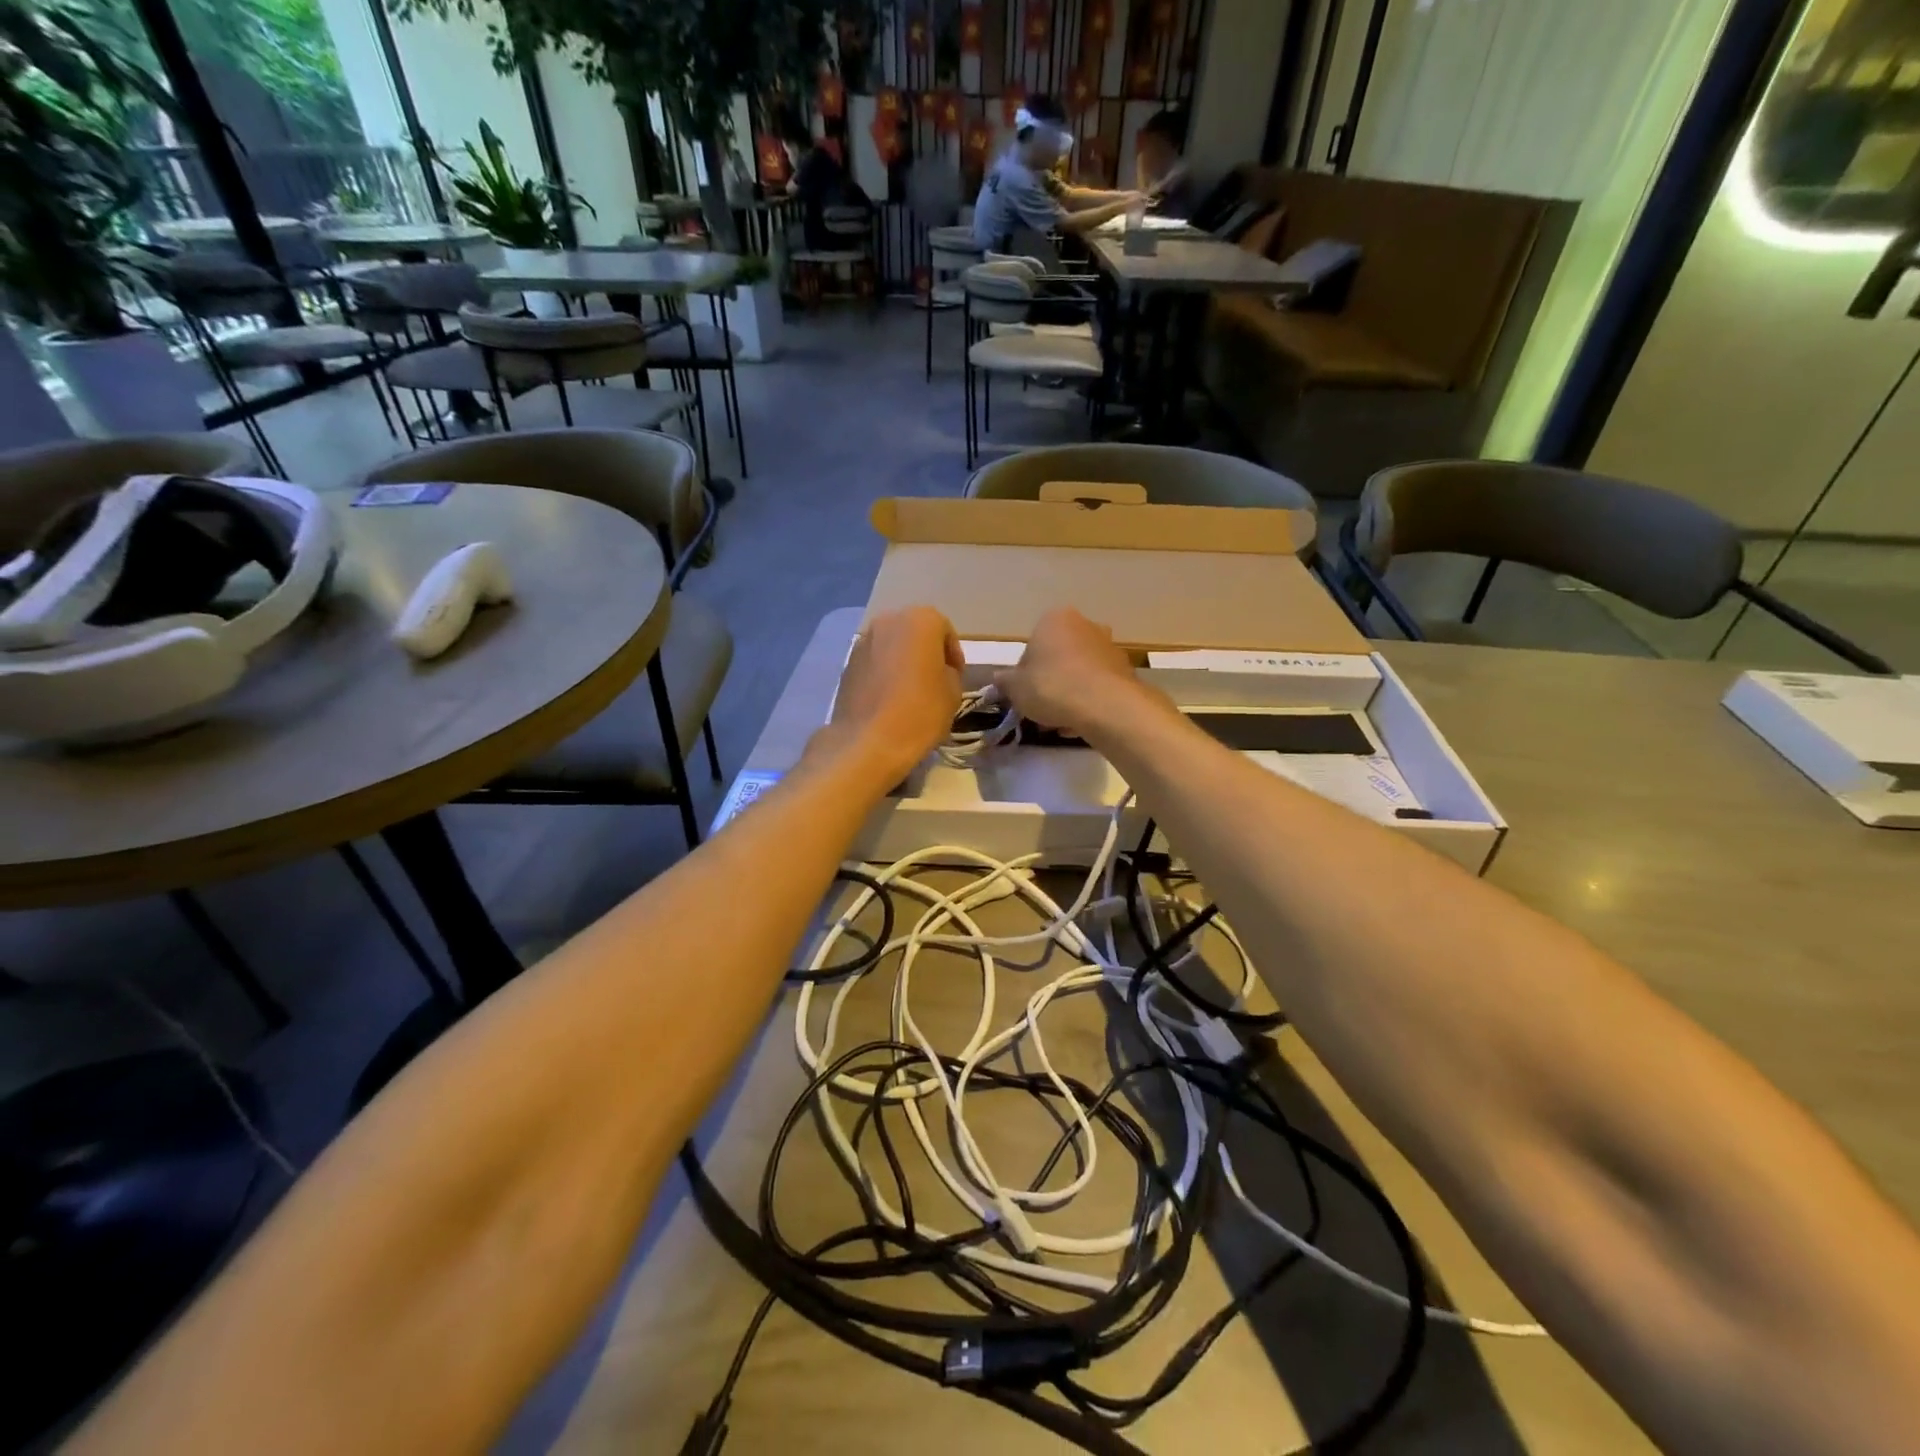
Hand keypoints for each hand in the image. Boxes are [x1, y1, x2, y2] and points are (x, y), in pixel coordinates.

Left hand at [825, 607, 963, 785]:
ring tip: (911, 691)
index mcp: (920, 620)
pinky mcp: (847, 663)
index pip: (945, 630)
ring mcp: (863, 641)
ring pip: (892, 646)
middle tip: (935, 680)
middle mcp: (888, 621)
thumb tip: (939, 672)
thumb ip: (950, 672)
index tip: (957, 677)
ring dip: (903, 661)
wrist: (868, 742)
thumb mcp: (953, 692)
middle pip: (915, 633)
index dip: (954, 655)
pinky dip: (884, 673)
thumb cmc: (920, 712)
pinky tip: (890, 698)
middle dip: (926, 653)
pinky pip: (874, 662)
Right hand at [994, 609, 1151, 740]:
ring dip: (1070, 693)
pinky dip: (1089, 701)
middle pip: (1059, 656)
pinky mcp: (1125, 669)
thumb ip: (1005, 681)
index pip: (1032, 646)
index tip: (1025, 694)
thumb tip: (999, 679)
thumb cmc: (1052, 686)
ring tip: (1061, 722)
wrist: (1104, 705)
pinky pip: (1098, 686)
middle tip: (1042, 708)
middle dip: (1051, 681)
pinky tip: (1080, 723)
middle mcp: (1085, 625)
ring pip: (1080, 672)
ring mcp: (1108, 646)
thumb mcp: (1015, 688)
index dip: (1025, 673)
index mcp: (1054, 619)